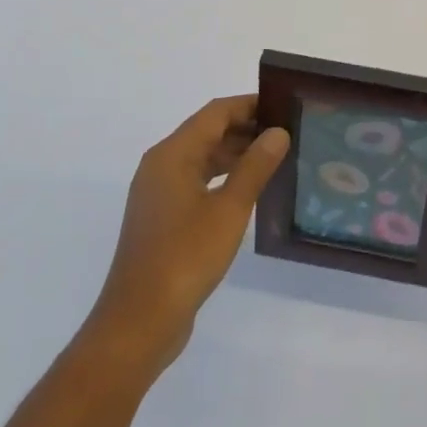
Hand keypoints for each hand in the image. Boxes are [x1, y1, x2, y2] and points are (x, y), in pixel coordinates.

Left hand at [86, 95, 287, 372]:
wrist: (139, 322)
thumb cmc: (185, 257)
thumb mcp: (229, 209)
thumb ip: (255, 166)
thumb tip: (277, 132)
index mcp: (172, 155)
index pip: (215, 113)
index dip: (249, 105)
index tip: (283, 106)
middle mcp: (160, 166)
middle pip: (207, 132)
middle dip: (245, 129)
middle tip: (287, 133)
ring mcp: (158, 193)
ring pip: (202, 158)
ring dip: (235, 154)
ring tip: (275, 159)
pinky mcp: (162, 218)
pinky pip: (196, 182)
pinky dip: (222, 178)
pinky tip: (249, 191)